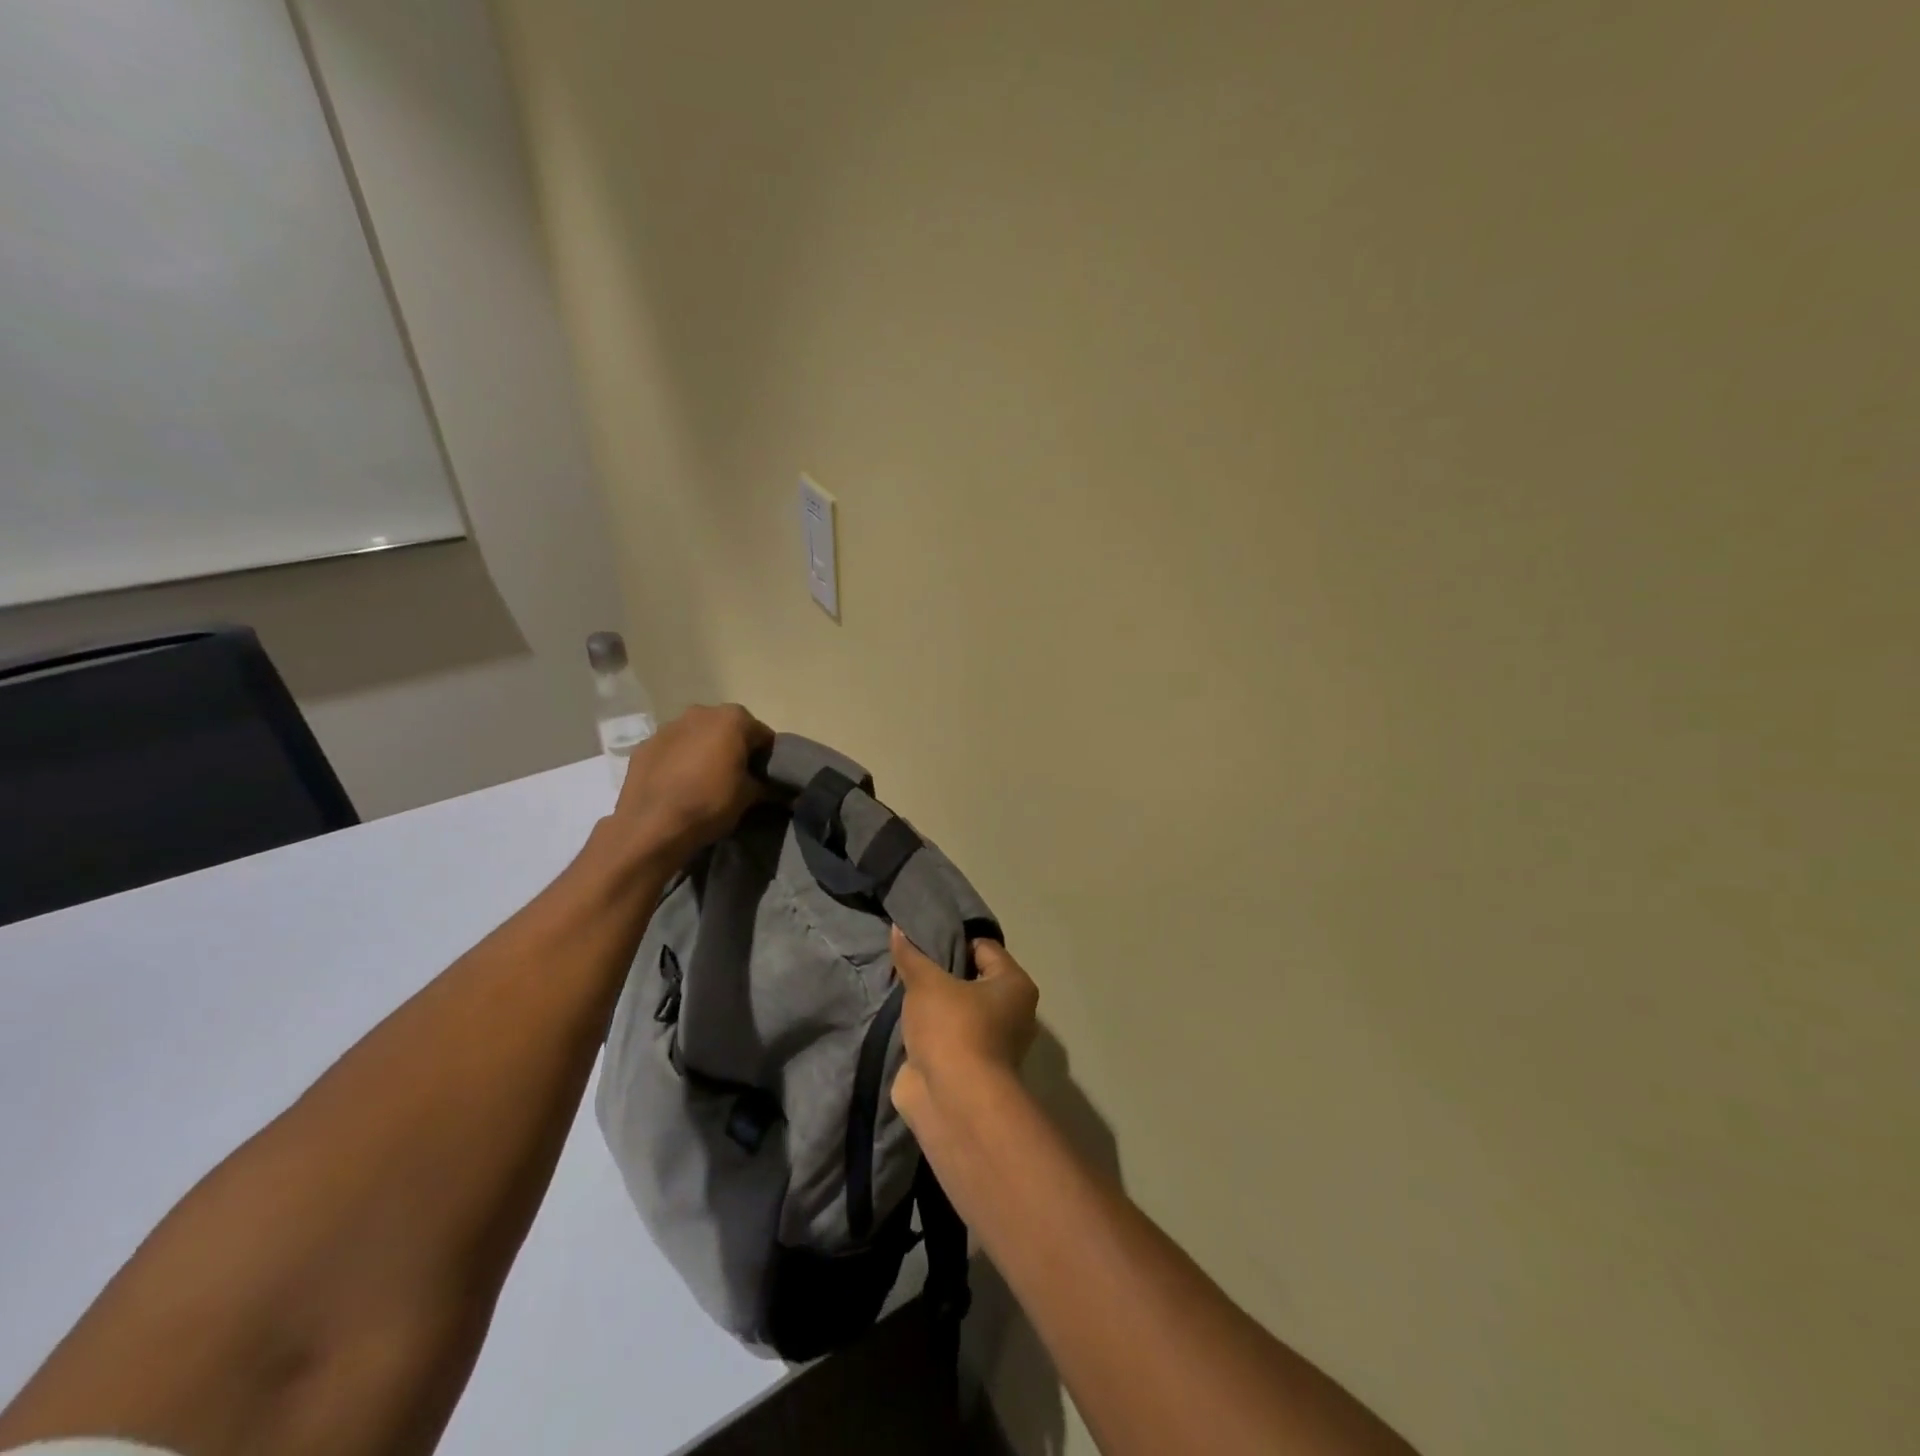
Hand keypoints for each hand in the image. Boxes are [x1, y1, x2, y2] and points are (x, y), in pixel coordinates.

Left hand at [614, 704, 772, 863]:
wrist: (652, 826)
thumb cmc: (710, 803)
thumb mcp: (750, 797)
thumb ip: (769, 786)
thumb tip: (784, 791)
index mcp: (733, 718)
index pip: (762, 735)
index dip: (767, 758)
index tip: (765, 778)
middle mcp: (701, 712)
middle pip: (728, 729)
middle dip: (734, 749)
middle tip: (736, 778)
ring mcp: (668, 727)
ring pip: (697, 736)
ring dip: (704, 752)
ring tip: (704, 782)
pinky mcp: (644, 745)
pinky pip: (672, 749)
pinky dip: (679, 761)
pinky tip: (679, 785)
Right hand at [890, 925, 1039, 1128]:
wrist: (952, 1101)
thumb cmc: (952, 1029)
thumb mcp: (927, 983)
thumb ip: (911, 956)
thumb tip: (898, 928)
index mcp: (1014, 986)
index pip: (984, 948)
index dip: (954, 940)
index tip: (923, 938)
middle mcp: (1011, 1013)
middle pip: (970, 979)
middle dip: (940, 973)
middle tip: (908, 962)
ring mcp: (990, 1044)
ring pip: (956, 1011)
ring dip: (932, 1005)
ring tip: (900, 988)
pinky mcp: (967, 1068)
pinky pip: (945, 1036)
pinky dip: (927, 1031)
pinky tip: (901, 1020)